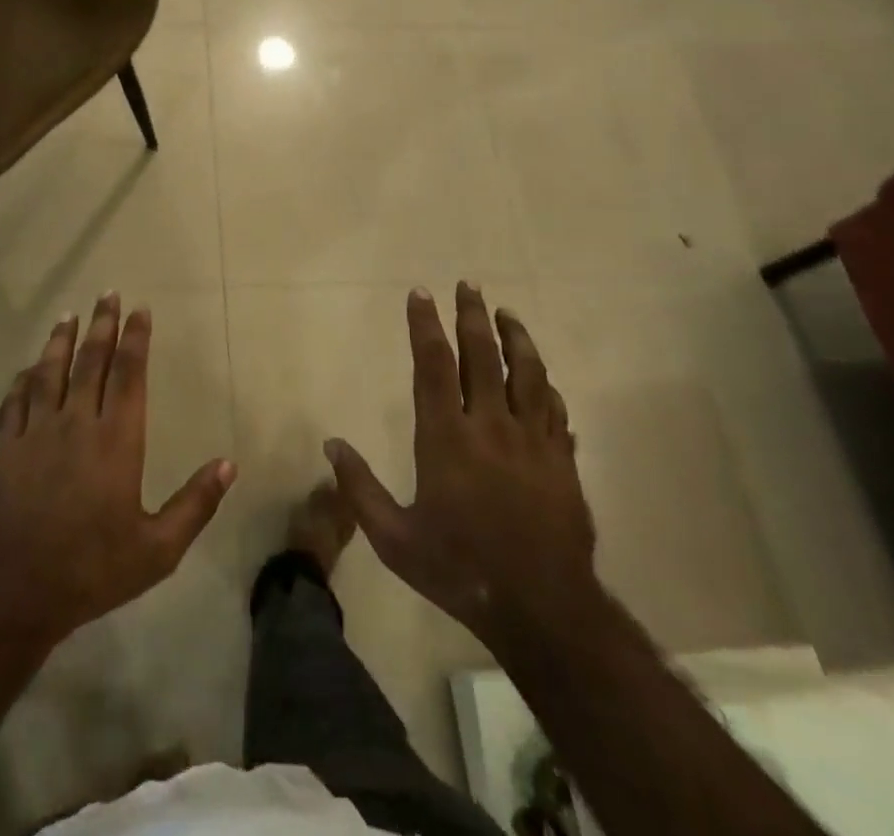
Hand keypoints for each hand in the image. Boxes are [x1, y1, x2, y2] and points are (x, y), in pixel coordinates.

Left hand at [0, 292, 236, 642]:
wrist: (17, 591)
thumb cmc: (94, 568)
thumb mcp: (158, 548)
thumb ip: (195, 503)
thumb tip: (229, 464)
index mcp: (117, 440)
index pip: (130, 374)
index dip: (136, 339)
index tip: (141, 310)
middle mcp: (77, 423)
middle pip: (92, 361)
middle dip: (103, 325)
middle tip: (108, 293)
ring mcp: (37, 432)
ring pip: (50, 372)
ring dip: (61, 341)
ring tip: (69, 315)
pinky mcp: (6, 448)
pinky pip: (15, 402)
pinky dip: (23, 380)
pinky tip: (28, 369)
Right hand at [325, 283, 597, 643]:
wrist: (542, 609)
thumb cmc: (460, 569)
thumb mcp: (394, 538)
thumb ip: (359, 489)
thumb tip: (331, 445)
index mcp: (447, 438)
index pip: (433, 365)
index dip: (425, 324)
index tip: (421, 293)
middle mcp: (491, 426)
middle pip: (484, 355)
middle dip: (473, 315)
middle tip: (469, 284)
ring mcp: (533, 441)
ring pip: (528, 374)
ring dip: (516, 338)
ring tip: (507, 314)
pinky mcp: (563, 461)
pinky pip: (555, 410)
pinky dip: (547, 387)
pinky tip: (543, 378)